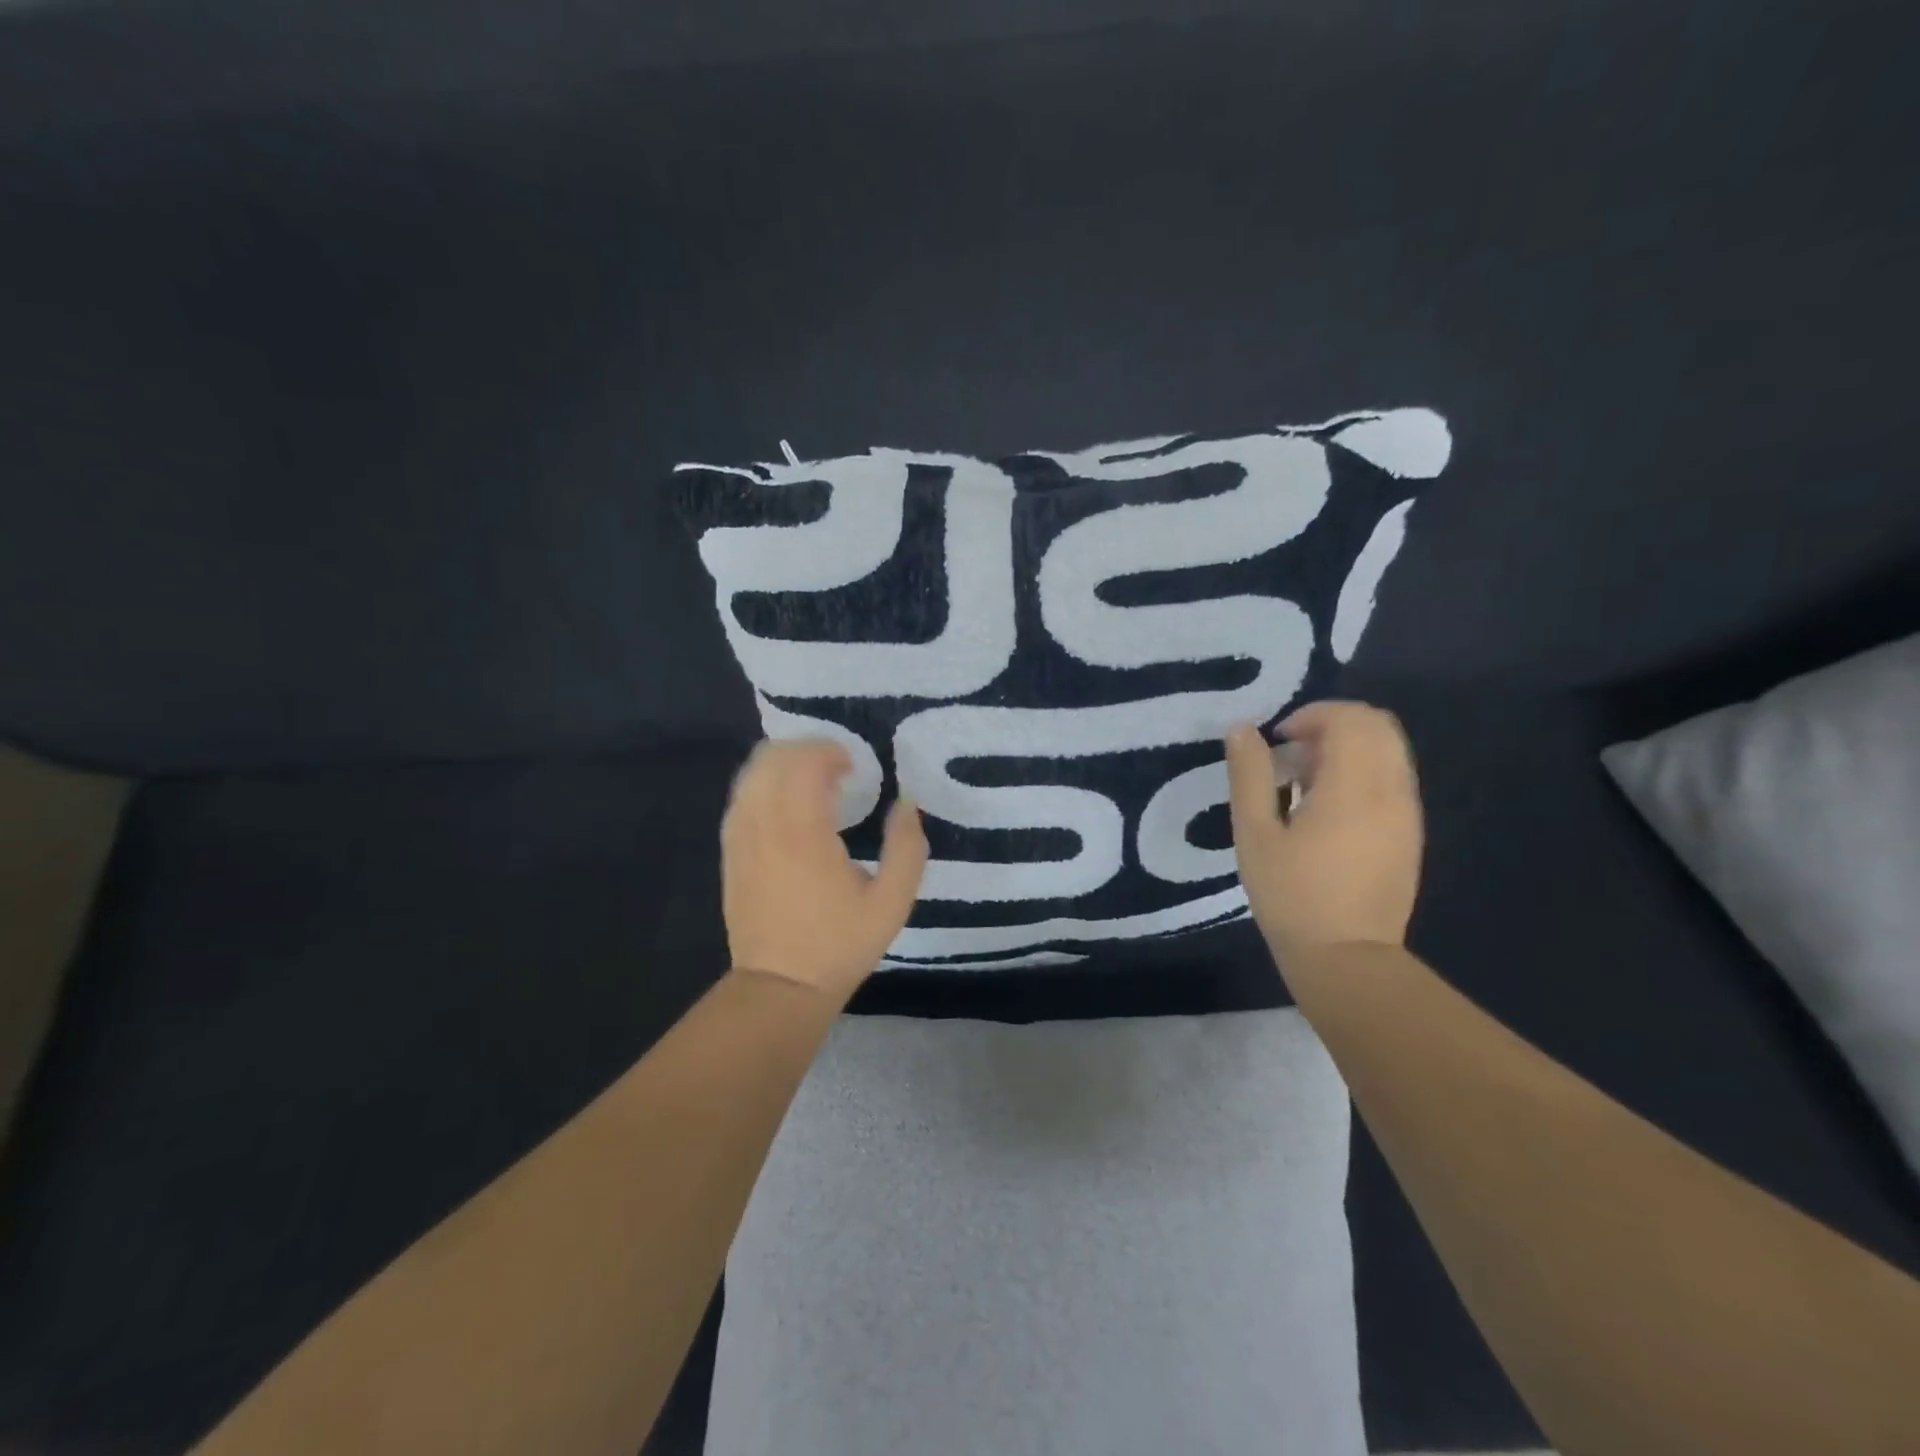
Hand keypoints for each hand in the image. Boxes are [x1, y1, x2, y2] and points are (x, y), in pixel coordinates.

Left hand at [720, 739, 927, 999]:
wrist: (781, 987)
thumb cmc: (840, 944)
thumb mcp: (892, 902)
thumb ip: (906, 847)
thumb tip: (906, 802)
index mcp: (803, 834)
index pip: (805, 763)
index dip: (831, 752)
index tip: (855, 768)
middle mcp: (764, 825)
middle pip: (773, 757)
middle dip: (807, 750)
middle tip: (837, 768)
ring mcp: (740, 837)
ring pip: (751, 773)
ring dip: (783, 763)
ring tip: (812, 780)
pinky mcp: (730, 850)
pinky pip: (741, 797)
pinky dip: (764, 784)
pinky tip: (786, 802)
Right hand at [1224, 701, 1423, 971]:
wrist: (1346, 958)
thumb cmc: (1291, 896)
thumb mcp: (1254, 834)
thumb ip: (1250, 776)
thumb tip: (1243, 730)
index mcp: (1354, 788)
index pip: (1350, 719)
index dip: (1311, 715)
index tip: (1277, 741)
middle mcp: (1392, 791)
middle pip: (1378, 725)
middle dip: (1332, 724)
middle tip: (1291, 754)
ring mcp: (1407, 812)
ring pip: (1389, 749)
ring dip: (1348, 747)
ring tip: (1305, 780)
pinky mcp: (1409, 832)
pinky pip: (1393, 777)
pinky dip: (1362, 770)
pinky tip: (1327, 806)